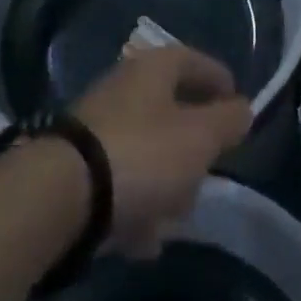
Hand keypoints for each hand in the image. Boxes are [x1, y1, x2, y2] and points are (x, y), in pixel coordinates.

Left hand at [73, 46, 252, 256]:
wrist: (57, 198)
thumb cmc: (142, 155)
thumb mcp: (200, 138)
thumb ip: (228, 121)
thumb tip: (242, 108)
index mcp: (154, 68)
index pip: (196, 61)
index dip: (220, 82)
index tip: (238, 109)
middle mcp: (123, 87)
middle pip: (171, 109)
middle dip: (193, 146)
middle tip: (209, 171)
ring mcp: (96, 127)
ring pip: (146, 149)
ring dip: (165, 182)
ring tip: (175, 219)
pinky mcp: (76, 167)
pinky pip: (120, 182)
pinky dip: (136, 206)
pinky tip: (143, 240)